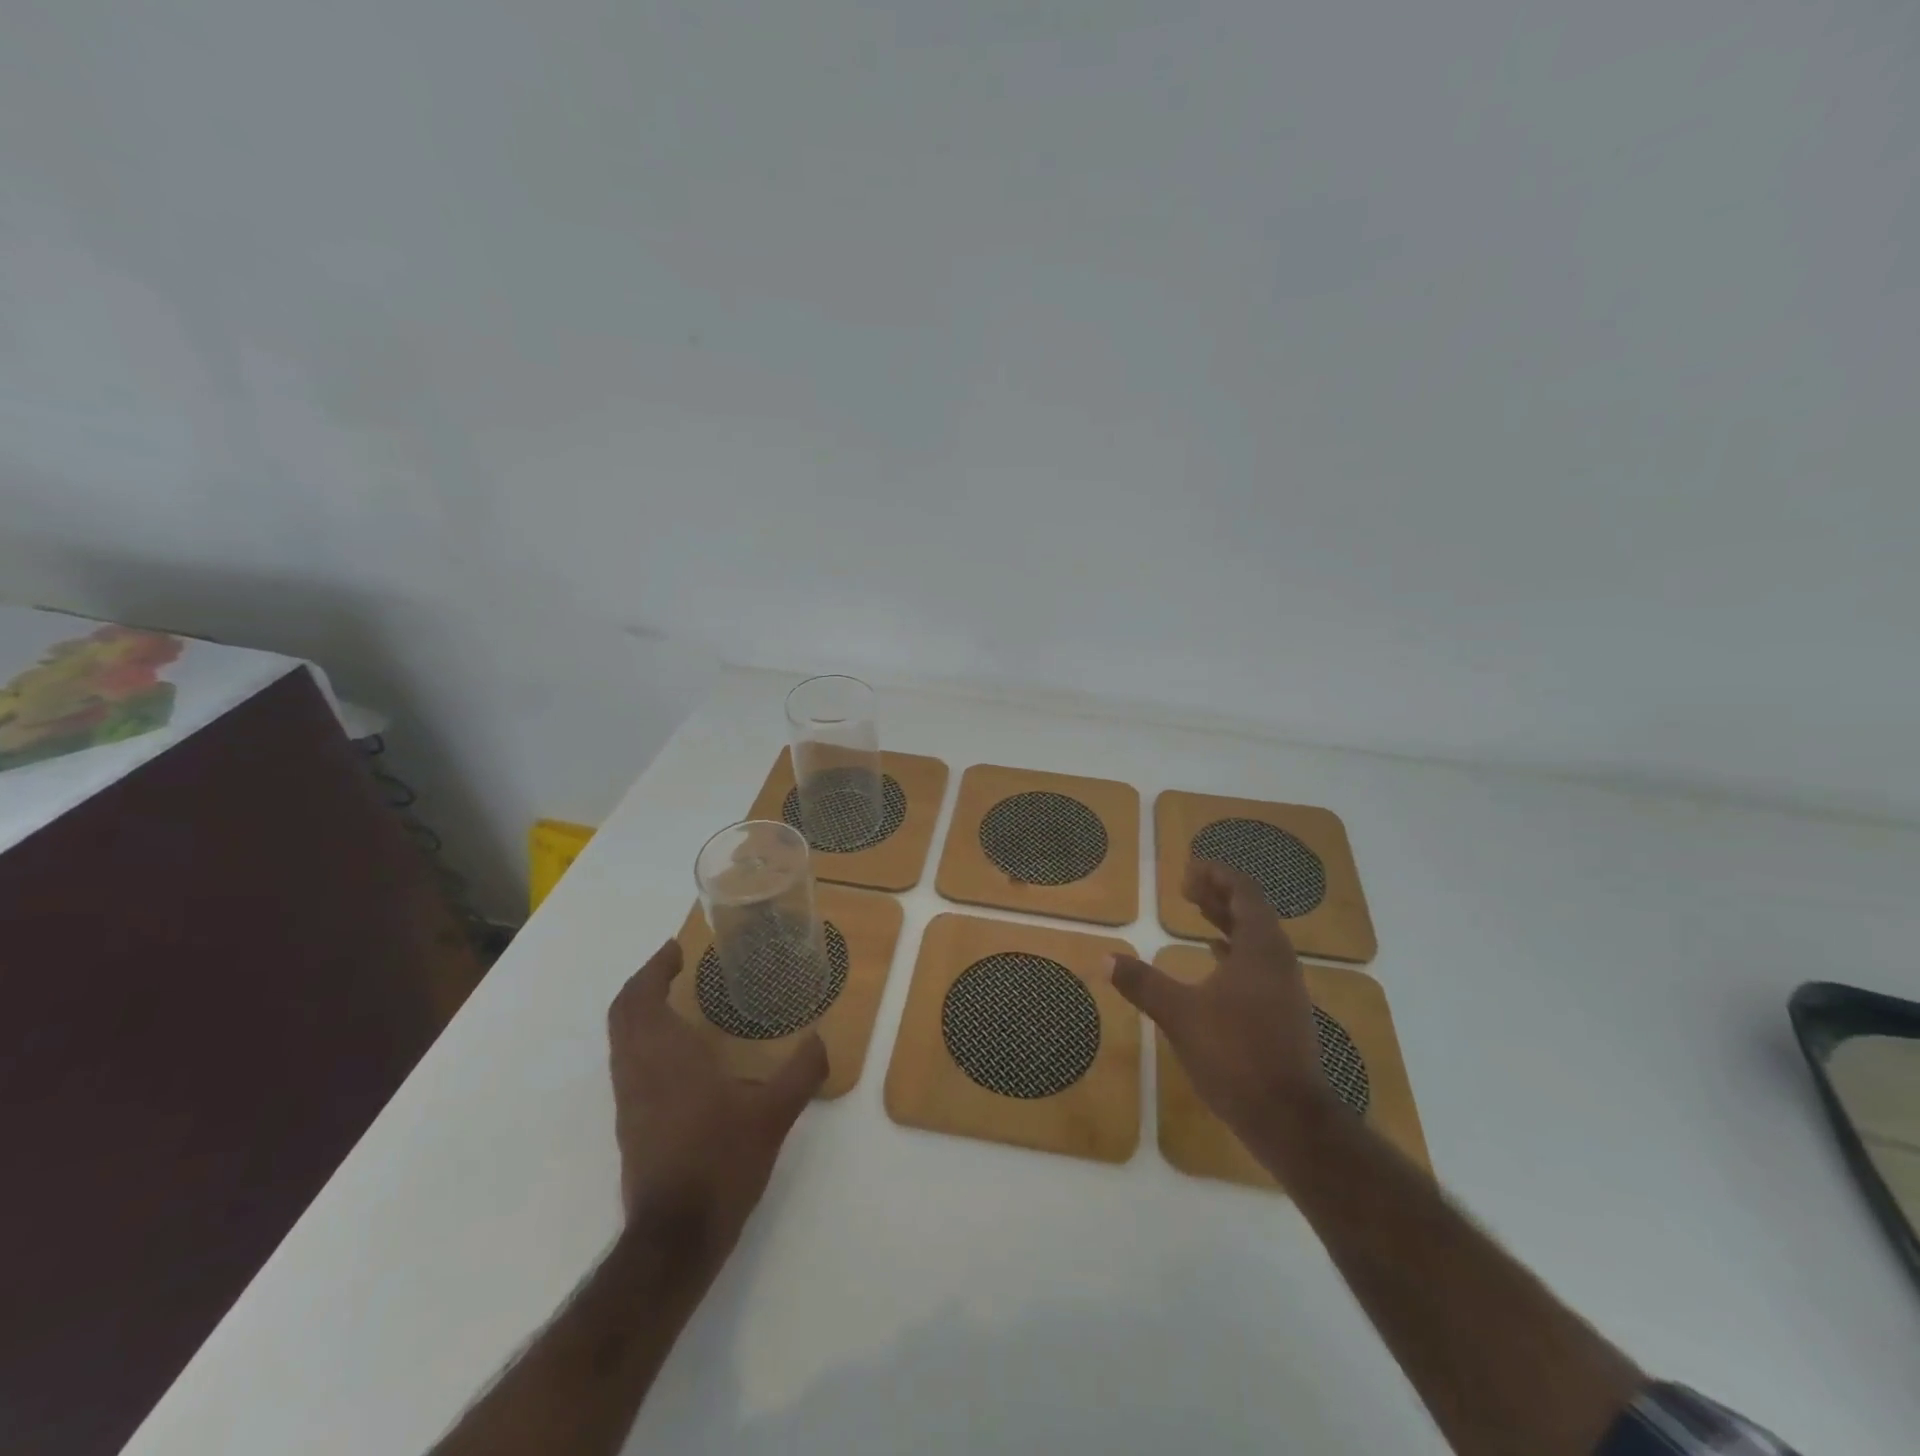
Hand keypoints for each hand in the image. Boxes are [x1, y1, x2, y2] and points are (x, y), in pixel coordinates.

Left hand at [607, 939, 827, 1257]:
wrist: (674, 1239)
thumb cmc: (721, 1163)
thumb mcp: (773, 1116)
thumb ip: (801, 1072)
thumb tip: (821, 1039)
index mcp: (666, 1056)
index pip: (641, 998)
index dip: (653, 968)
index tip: (676, 949)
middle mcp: (638, 1070)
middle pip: (623, 1014)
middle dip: (644, 984)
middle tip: (675, 967)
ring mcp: (628, 1100)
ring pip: (622, 1040)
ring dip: (641, 1012)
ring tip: (680, 1002)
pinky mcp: (629, 1124)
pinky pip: (628, 1063)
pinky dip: (645, 1040)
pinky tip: (681, 1054)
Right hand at [1111, 861, 1333, 1144]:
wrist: (1289, 1119)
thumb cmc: (1235, 1054)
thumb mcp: (1179, 1014)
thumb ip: (1142, 983)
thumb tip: (1105, 958)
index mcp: (1260, 948)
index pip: (1244, 891)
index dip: (1216, 875)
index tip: (1186, 872)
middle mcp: (1278, 960)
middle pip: (1252, 910)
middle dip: (1219, 894)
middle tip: (1186, 888)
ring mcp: (1284, 987)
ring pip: (1256, 938)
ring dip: (1226, 920)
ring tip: (1196, 913)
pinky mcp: (1283, 1011)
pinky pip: (1258, 962)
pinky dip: (1233, 949)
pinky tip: (1214, 958)